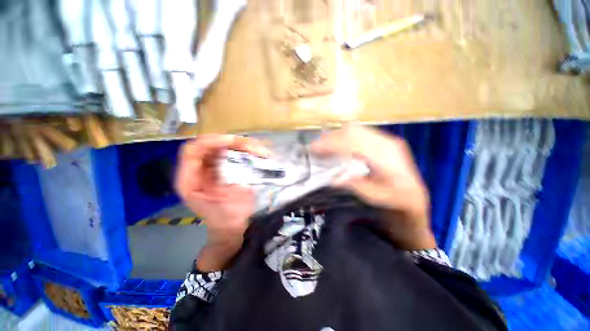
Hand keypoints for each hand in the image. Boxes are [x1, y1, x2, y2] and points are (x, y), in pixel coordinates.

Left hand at [175, 134, 268, 269]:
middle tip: (251, 146)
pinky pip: (229, 155)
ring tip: (256, 149)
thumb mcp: (228, 199)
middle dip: (231, 142)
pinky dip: (242, 152)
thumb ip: (229, 177)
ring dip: (239, 146)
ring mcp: (208, 170)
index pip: (193, 150)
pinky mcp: (220, 171)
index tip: (234, 142)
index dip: (212, 141)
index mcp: (189, 180)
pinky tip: (253, 153)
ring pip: (220, 148)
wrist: (231, 228)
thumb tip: (236, 157)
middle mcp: (196, 171)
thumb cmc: (227, 218)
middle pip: (208, 145)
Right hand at [312, 125, 435, 249]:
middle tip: (314, 148)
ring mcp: (385, 139)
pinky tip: (335, 145)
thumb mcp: (376, 198)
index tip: (314, 149)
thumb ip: (356, 186)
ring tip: (322, 146)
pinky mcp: (382, 140)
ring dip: (335, 136)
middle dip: (330, 138)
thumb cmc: (396, 200)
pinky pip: (358, 132)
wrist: (414, 196)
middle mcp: (386, 143)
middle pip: (353, 132)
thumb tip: (334, 178)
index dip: (332, 144)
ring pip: (355, 129)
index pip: (354, 144)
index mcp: (386, 158)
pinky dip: (343, 136)